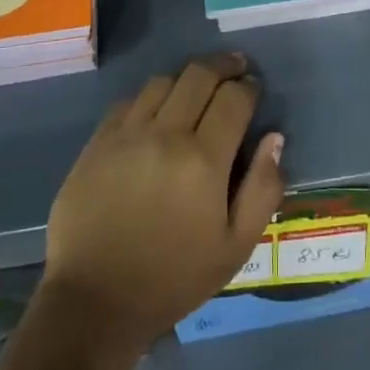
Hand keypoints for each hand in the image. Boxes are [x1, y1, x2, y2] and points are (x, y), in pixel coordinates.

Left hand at [43, 54, 284, 348]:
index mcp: (204, 160)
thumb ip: (263, 189)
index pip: (234, 98)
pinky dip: (150, 97)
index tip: (254, 88)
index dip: (249, 87)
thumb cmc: (173, 279)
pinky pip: (129, 101)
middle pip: (198, 75)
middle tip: (235, 68)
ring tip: (197, 89)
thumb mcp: (235, 247)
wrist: (95, 303)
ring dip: (186, 78)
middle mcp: (165, 135)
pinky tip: (157, 110)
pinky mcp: (97, 143)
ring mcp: (126, 135)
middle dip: (223, 66)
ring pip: (163, 81)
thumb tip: (274, 138)